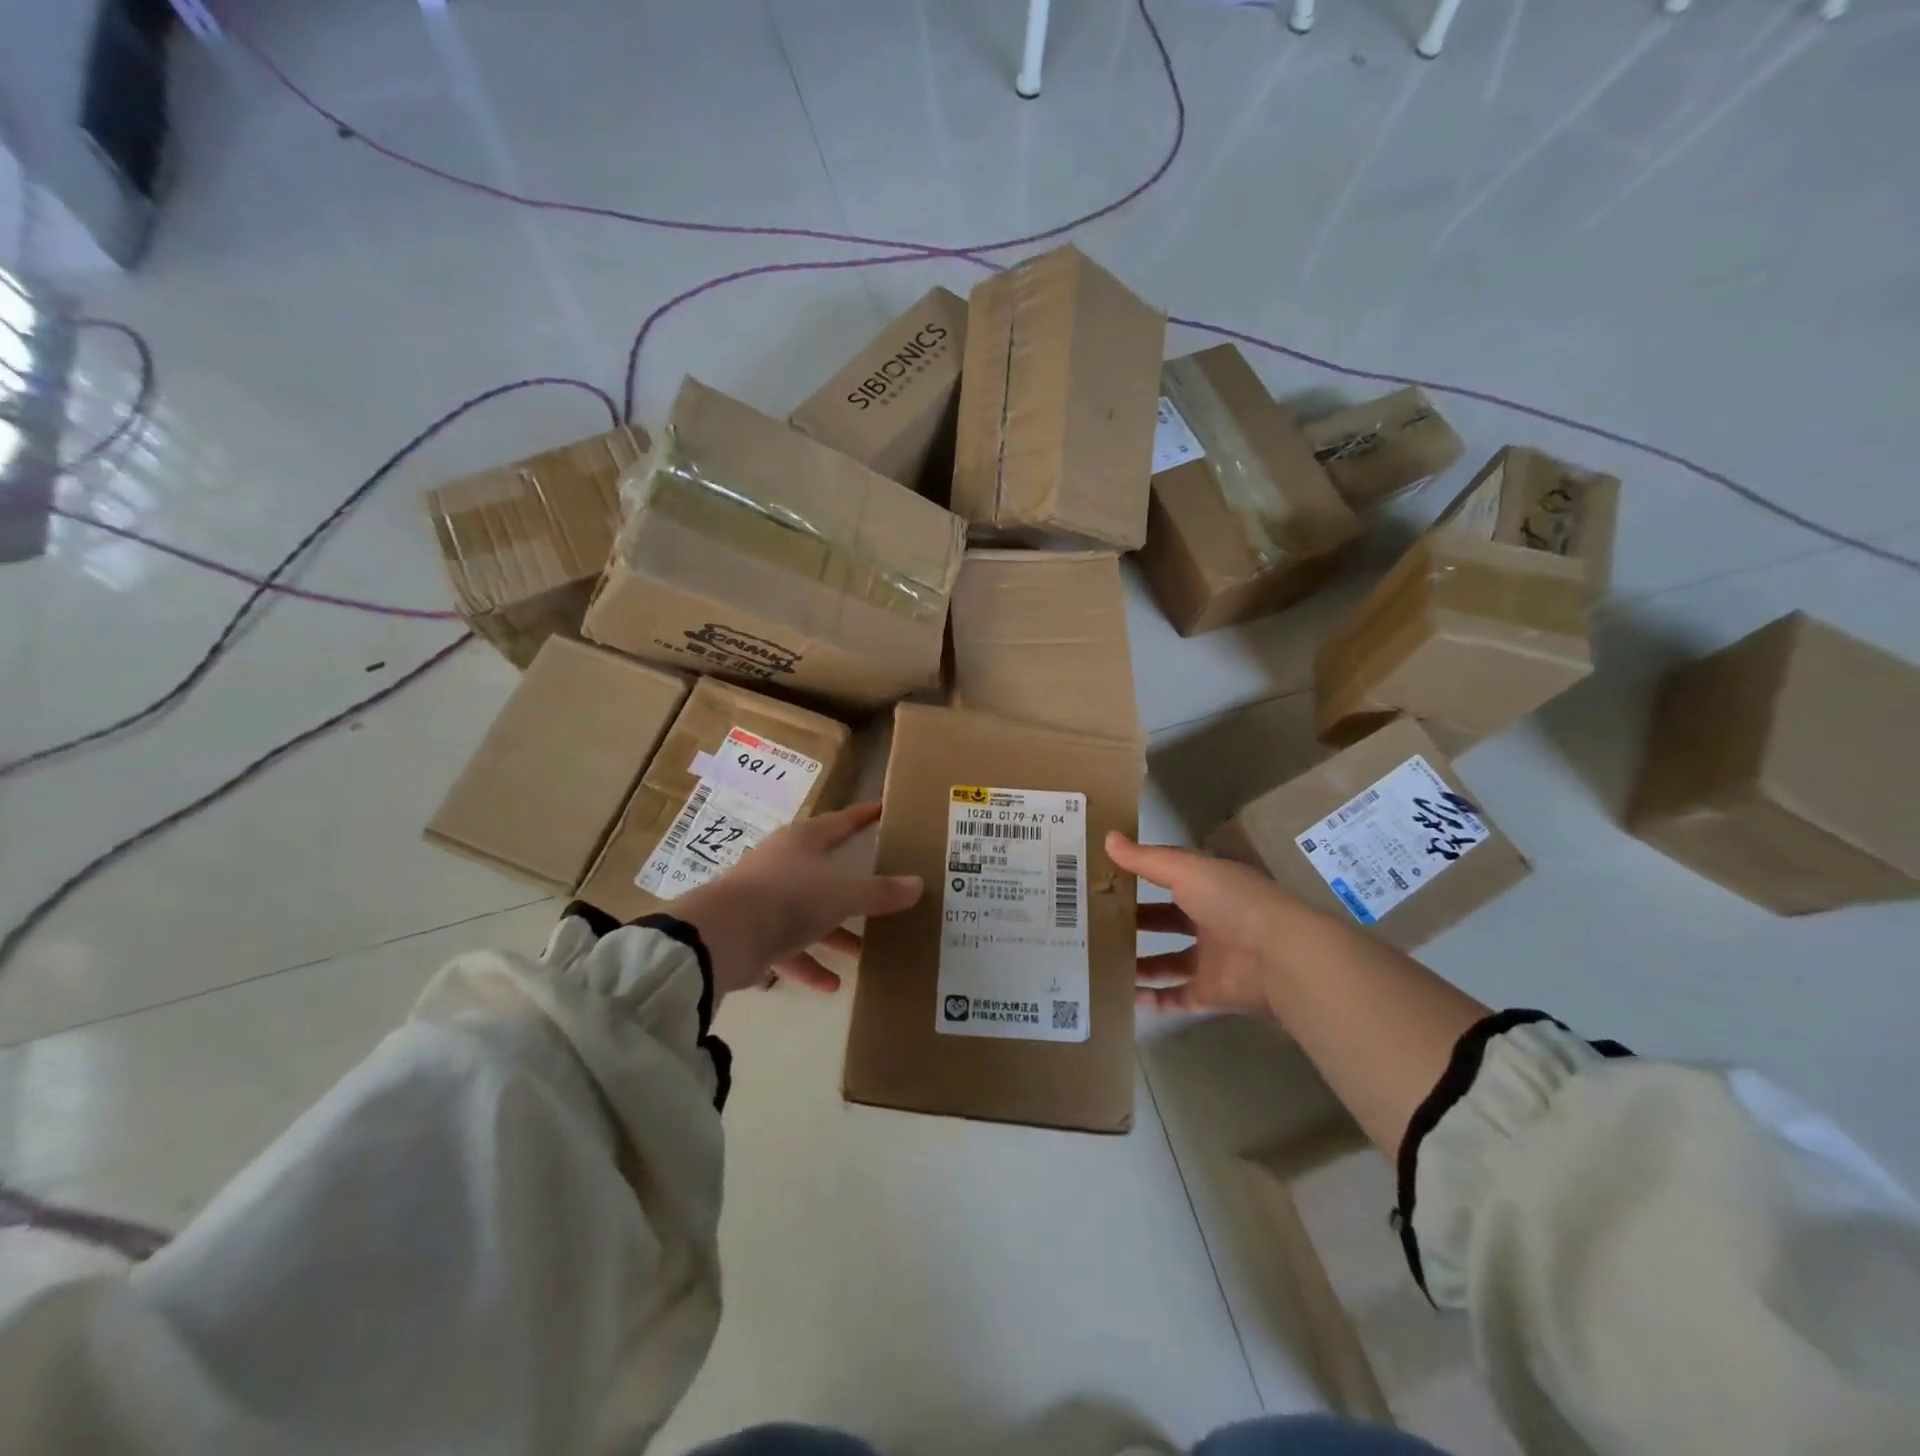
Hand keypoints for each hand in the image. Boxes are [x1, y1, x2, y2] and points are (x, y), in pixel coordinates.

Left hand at [674, 802, 922, 997]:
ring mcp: (764, 898)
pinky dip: (808, 964)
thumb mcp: (842, 895)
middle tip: (882, 894)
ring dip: (834, 934)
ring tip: (863, 953)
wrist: (721, 936)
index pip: (840, 822)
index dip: (863, 817)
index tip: (883, 811)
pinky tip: (830, 986)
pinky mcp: (751, 933)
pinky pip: (788, 948)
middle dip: (854, 888)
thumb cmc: (788, 898)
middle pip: (825, 872)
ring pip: (808, 913)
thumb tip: (918, 884)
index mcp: (802, 841)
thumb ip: (879, 892)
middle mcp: (782, 863)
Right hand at [1106, 832, 1305, 1016]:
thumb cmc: (1232, 902)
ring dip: (1139, 962)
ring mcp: (1212, 960)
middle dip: (1134, 920)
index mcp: (1208, 886)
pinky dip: (1154, 999)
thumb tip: (1106, 837)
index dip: (1139, 874)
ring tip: (1100, 960)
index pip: (1168, 877)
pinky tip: (1124, 995)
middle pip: (1165, 920)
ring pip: (1168, 961)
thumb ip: (1146, 859)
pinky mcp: (1212, 994)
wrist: (1280, 958)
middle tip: (1094, 921)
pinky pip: (1177, 997)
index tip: (1104, 875)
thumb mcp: (1185, 870)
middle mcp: (1210, 920)